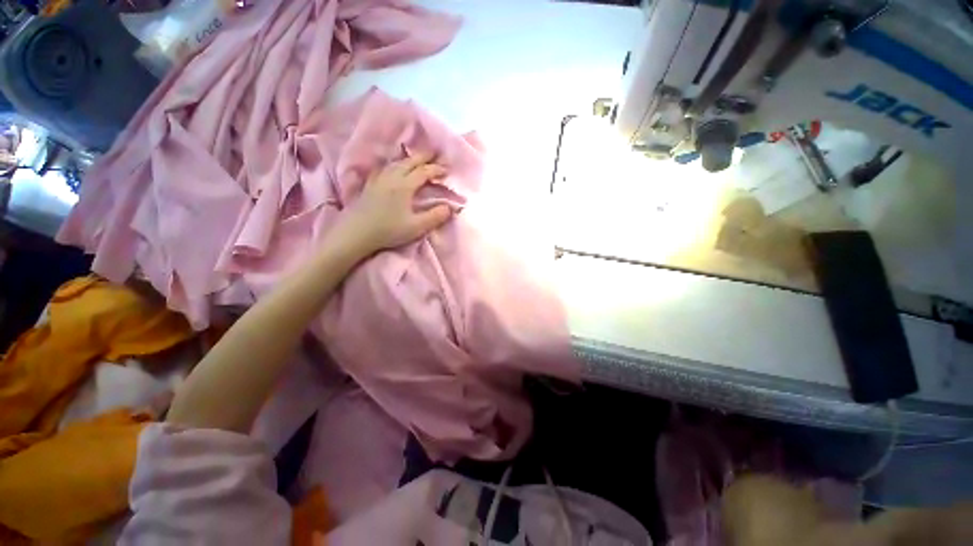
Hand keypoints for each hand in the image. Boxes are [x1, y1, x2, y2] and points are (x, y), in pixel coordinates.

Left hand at [338, 152, 452, 254]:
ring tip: (416, 158)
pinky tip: (392, 167)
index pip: (424, 172)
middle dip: (424, 157)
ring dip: (409, 159)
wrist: (356, 233)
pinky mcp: (370, 185)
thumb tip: (450, 207)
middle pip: (410, 162)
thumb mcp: (416, 227)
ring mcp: (379, 179)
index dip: (436, 170)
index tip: (447, 170)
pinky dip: (393, 164)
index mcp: (405, 186)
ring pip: (396, 163)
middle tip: (435, 154)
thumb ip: (435, 216)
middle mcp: (392, 177)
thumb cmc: (389, 230)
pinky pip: (384, 168)